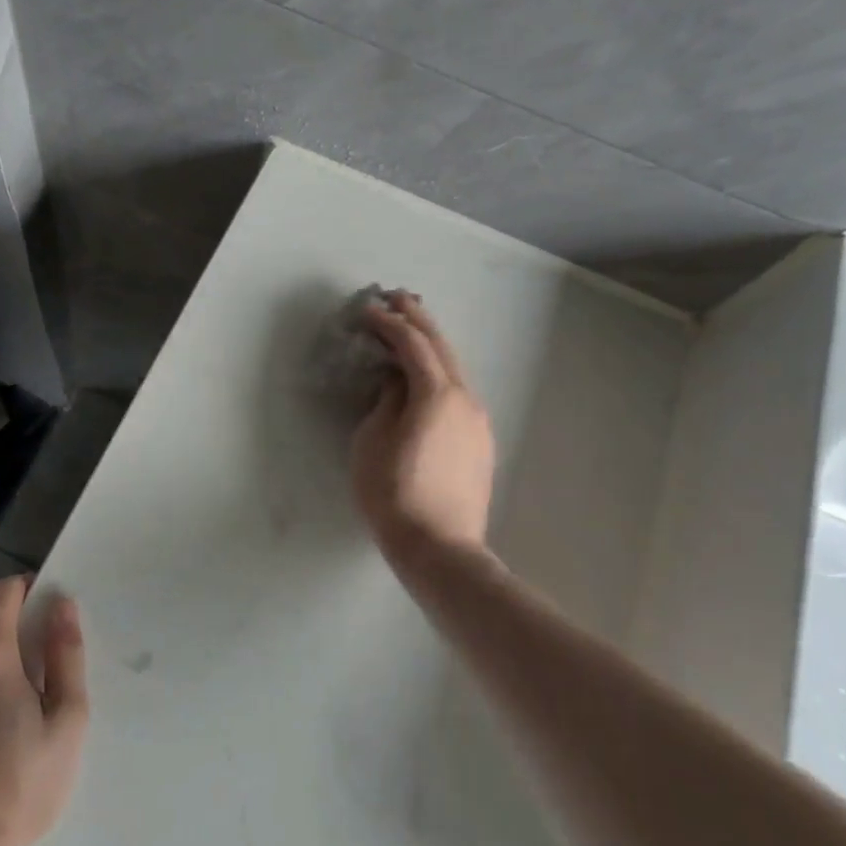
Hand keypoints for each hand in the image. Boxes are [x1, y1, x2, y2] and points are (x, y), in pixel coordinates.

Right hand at [351, 291, 495, 560]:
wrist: (440, 548)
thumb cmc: (394, 493)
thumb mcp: (373, 441)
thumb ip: (386, 400)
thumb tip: (396, 380)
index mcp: (436, 394)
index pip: (411, 344)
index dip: (388, 322)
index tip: (366, 310)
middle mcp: (464, 398)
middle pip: (441, 347)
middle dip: (418, 318)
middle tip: (396, 297)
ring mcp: (478, 420)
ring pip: (454, 369)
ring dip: (431, 344)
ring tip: (412, 328)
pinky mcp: (480, 441)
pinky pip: (458, 392)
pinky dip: (440, 372)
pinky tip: (427, 376)